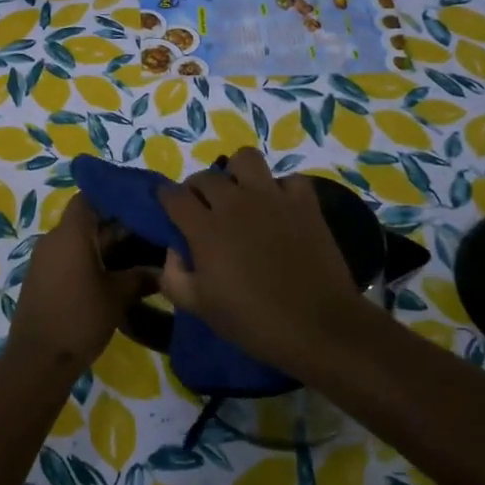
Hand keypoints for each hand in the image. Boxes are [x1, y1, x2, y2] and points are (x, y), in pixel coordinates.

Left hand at [10, 193, 152, 369]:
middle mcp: (54, 239)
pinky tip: (116, 276)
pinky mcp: (43, 279)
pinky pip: (70, 258)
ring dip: (107, 247)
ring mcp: (46, 260)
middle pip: (88, 220)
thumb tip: (164, 269)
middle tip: (151, 233)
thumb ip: (141, 277)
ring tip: (140, 255)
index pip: (90, 197)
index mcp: (71, 233)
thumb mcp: (118, 297)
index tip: (140, 204)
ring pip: (80, 241)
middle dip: (118, 226)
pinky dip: (92, 261)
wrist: (37, 361)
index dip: (114, 197)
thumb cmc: (79, 319)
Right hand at [156, 147, 362, 377]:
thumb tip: (173, 251)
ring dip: (237, 172)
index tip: (168, 207)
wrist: (317, 326)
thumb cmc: (253, 321)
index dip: (166, 198)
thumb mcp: (200, 308)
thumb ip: (174, 277)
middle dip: (197, 188)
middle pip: (206, 176)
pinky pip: (289, 179)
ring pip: (246, 158)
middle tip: (203, 208)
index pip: (174, 196)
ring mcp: (272, 198)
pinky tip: (279, 206)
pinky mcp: (304, 203)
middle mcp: (234, 203)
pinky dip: (281, 188)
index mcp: (205, 229)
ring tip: (240, 193)